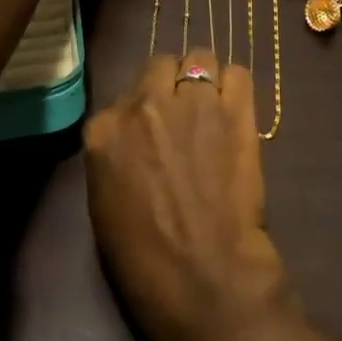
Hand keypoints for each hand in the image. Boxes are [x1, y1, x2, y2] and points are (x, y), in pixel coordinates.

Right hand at [85, 51, 289, 340]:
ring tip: (213, 110)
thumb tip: (135, 132)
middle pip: (161, 65)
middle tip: (186, 116)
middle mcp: (144, 105)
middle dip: (172, 85)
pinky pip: (237, 73)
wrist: (205, 281)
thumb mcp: (105, 203)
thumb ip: (115, 153)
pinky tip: (235, 111)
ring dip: (205, 80)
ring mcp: (192, 103)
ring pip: (200, 59)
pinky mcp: (234, 111)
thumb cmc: (147, 261)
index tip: (156, 132)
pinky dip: (235, 87)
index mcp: (104, 131)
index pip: (126, 93)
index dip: (144, 110)